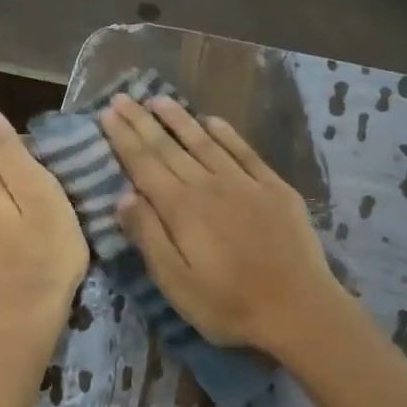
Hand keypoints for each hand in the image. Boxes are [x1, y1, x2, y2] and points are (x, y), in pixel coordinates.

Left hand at [0, 104, 88, 337]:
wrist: (22, 321)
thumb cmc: (42, 255)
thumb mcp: (38, 194)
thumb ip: (7, 150)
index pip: (7, 148)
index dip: (38, 168)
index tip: (56, 195)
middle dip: (21, 185)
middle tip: (51, 215)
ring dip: (12, 207)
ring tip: (37, 232)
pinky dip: (0, 226)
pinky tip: (19, 247)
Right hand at [99, 94, 339, 355]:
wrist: (299, 309)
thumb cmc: (229, 305)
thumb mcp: (176, 283)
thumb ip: (149, 237)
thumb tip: (123, 196)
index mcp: (181, 209)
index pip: (144, 164)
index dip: (124, 137)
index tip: (107, 112)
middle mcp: (209, 185)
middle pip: (169, 147)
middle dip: (142, 121)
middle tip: (122, 97)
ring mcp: (245, 183)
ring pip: (205, 142)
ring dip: (180, 119)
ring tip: (158, 99)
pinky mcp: (274, 188)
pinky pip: (244, 151)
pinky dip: (226, 133)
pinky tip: (213, 121)